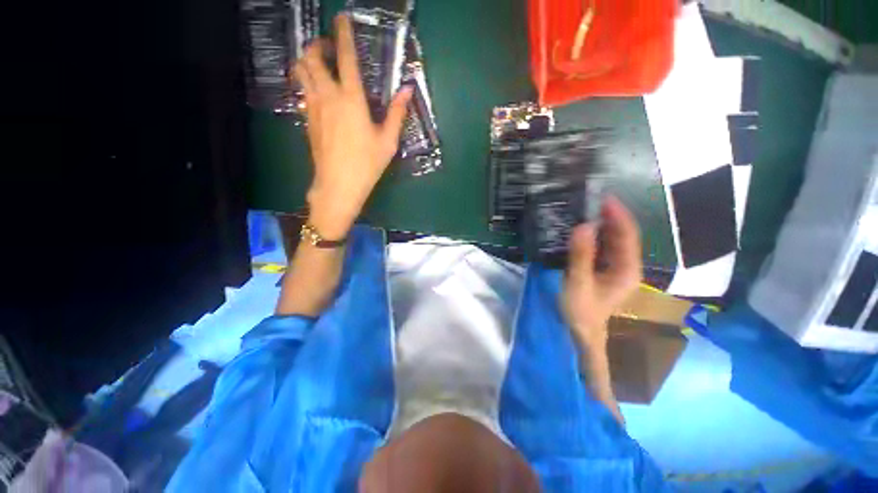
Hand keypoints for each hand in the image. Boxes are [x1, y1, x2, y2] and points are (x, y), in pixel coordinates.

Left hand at [294, 14, 412, 238]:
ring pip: (301, 71)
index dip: (343, 34)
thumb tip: (407, 90)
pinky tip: (318, 90)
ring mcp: (313, 107)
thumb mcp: (388, 141)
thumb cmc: (367, 164)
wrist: (339, 185)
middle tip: (329, 46)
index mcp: (351, 99)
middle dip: (318, 44)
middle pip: (312, 57)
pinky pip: (302, 91)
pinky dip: (307, 81)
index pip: (346, 57)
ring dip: (308, 60)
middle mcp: (328, 96)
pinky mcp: (307, 120)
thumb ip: (397, 114)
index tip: (341, 18)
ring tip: (321, 63)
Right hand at [562, 196, 642, 347]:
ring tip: (584, 209)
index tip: (603, 198)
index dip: (618, 215)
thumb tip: (583, 226)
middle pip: (622, 235)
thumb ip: (581, 256)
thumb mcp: (578, 283)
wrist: (582, 331)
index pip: (627, 235)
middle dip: (609, 216)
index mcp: (627, 269)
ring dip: (601, 224)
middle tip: (589, 200)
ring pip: (612, 239)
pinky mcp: (604, 269)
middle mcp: (626, 265)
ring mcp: (616, 267)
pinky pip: (602, 246)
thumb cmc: (582, 310)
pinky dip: (593, 235)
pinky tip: (581, 228)